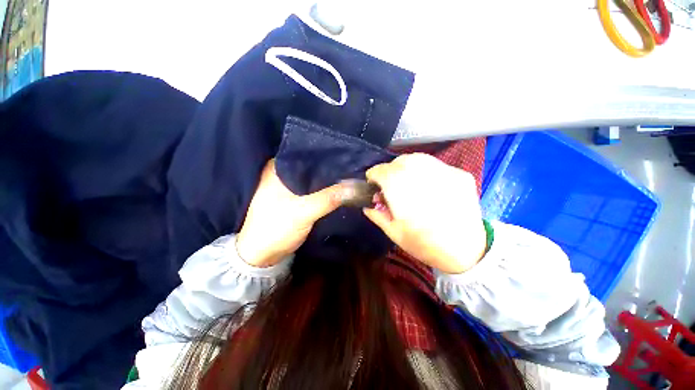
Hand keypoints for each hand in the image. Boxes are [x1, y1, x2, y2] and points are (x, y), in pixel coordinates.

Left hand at [236, 160, 346, 266]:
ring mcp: (290, 186)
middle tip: (353, 165)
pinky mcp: (296, 198)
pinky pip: (315, 188)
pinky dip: (326, 189)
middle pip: (313, 165)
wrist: (263, 255)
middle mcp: (283, 172)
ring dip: (329, 178)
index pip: (307, 153)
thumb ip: (329, 198)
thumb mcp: (302, 212)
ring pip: (315, 177)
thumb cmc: (275, 229)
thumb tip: (356, 186)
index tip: (348, 154)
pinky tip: (340, 187)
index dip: (327, 153)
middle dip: (331, 166)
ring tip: (350, 174)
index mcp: (278, 168)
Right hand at [364, 153, 485, 273]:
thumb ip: (377, 215)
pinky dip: (426, 172)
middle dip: (390, 171)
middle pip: (399, 161)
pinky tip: (429, 187)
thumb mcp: (394, 233)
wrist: (467, 251)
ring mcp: (444, 172)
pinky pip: (436, 166)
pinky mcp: (460, 174)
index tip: (374, 185)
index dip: (373, 176)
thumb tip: (368, 205)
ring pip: (418, 159)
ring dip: (407, 167)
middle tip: (391, 186)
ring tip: (408, 183)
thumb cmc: (425, 245)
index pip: (381, 171)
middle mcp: (421, 175)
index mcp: (401, 191)